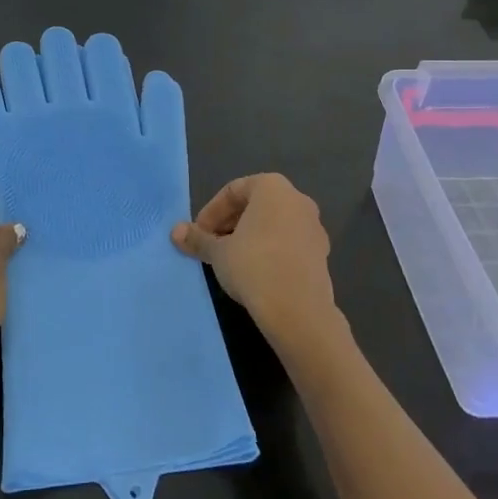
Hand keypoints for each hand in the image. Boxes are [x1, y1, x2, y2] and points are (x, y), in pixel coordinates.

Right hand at [172, 174, 340, 356]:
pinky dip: (270, 251)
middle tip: (211, 246)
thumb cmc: (253, 266)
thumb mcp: (218, 252)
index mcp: (272, 187)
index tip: (198, 234)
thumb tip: (175, 232)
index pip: (233, 191)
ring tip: (230, 262)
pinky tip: (255, 274)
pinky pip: (289, 244)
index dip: (211, 212)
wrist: (298, 310)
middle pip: (255, 205)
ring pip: (273, 225)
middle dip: (229, 224)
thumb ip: (197, 238)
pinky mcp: (322, 254)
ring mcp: (314, 227)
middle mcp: (298, 200)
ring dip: (249, 238)